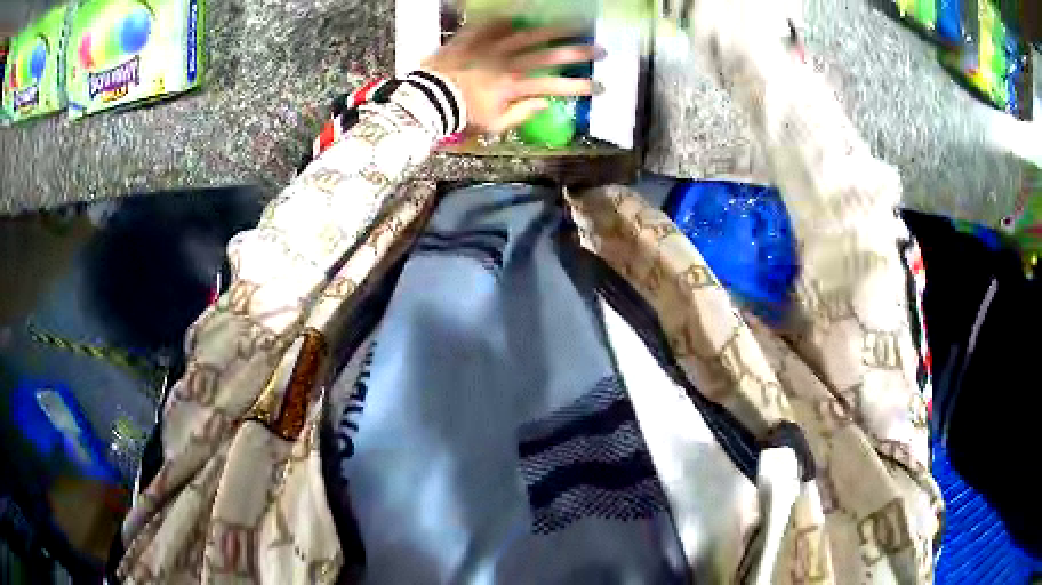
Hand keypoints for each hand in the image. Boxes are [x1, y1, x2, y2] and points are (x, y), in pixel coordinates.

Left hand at [422, 21, 603, 133]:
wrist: (426, 98)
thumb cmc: (461, 115)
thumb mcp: (493, 124)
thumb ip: (522, 113)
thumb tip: (546, 103)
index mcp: (515, 86)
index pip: (557, 85)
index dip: (582, 87)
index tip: (602, 87)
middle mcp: (510, 62)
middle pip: (551, 54)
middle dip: (580, 52)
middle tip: (602, 49)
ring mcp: (492, 46)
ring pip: (530, 34)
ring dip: (555, 29)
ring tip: (576, 24)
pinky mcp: (475, 37)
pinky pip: (495, 24)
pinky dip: (511, 19)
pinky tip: (525, 15)